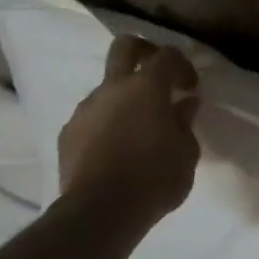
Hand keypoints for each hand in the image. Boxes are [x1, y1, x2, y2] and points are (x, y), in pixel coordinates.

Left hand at [56, 35, 201, 227]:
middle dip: (143, 50)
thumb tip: (185, 104)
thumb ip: (184, 122)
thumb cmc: (155, 178)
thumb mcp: (186, 153)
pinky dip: (106, 123)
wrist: (100, 212)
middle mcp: (113, 88)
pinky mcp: (68, 133)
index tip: (190, 87)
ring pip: (106, 87)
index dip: (182, 65)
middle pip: (124, 46)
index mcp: (147, 87)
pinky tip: (115, 149)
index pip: (167, 55)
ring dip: (123, 97)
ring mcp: (86, 109)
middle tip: (158, 74)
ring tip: (137, 127)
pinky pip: (91, 117)